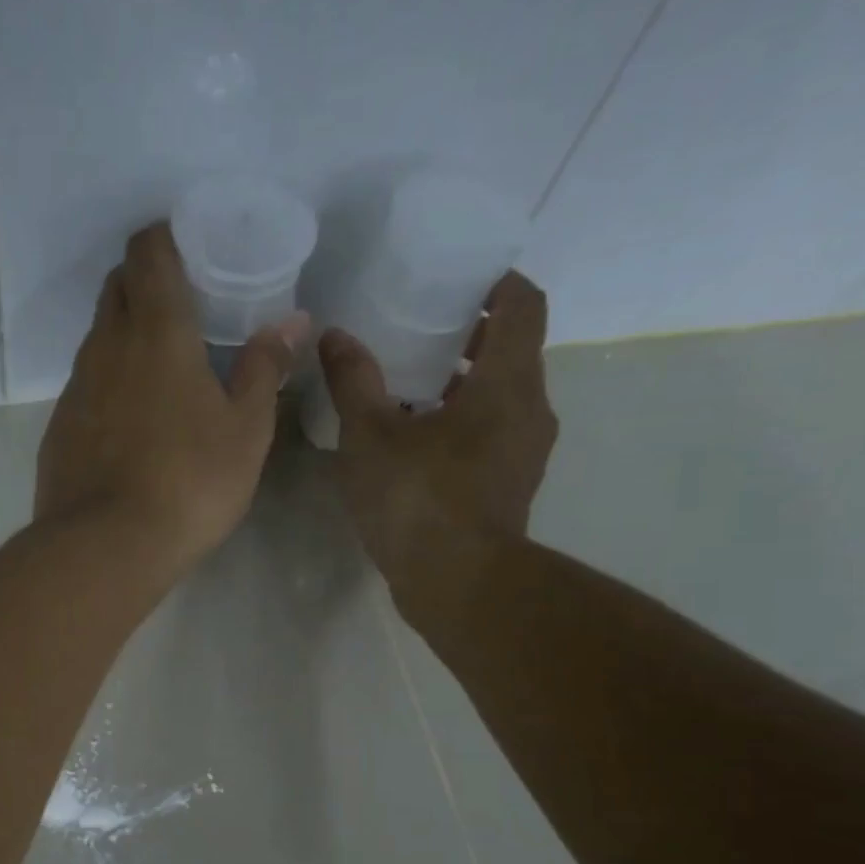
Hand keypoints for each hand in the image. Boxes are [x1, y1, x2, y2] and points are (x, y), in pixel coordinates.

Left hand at [36, 223, 307, 574]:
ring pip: (98, 339)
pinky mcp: (58, 429)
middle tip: (184, 310)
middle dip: (146, 283)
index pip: (149, 251)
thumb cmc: (189, 483)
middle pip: (118, 287)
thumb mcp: (246, 431)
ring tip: (161, 371)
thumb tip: (291, 321)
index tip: (192, 252)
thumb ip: (264, 369)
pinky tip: (131, 424)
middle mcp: (107, 347)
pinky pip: (85, 387)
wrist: (105, 546)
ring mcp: (75, 389)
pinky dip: (108, 386)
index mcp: (158, 331)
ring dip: (126, 338)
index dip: (167, 239)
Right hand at [318, 270, 555, 594]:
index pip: (523, 305)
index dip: (497, 283)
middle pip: (512, 352)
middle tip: (418, 331)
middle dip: (470, 336)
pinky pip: (492, 436)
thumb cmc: (417, 499)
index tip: (460, 280)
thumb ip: (354, 381)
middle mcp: (530, 409)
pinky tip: (416, 443)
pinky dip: (462, 425)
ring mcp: (525, 453)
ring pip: (501, 398)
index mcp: (507, 382)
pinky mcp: (510, 488)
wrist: (457, 583)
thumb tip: (334, 336)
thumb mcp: (370, 436)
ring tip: (409, 388)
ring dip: (464, 385)